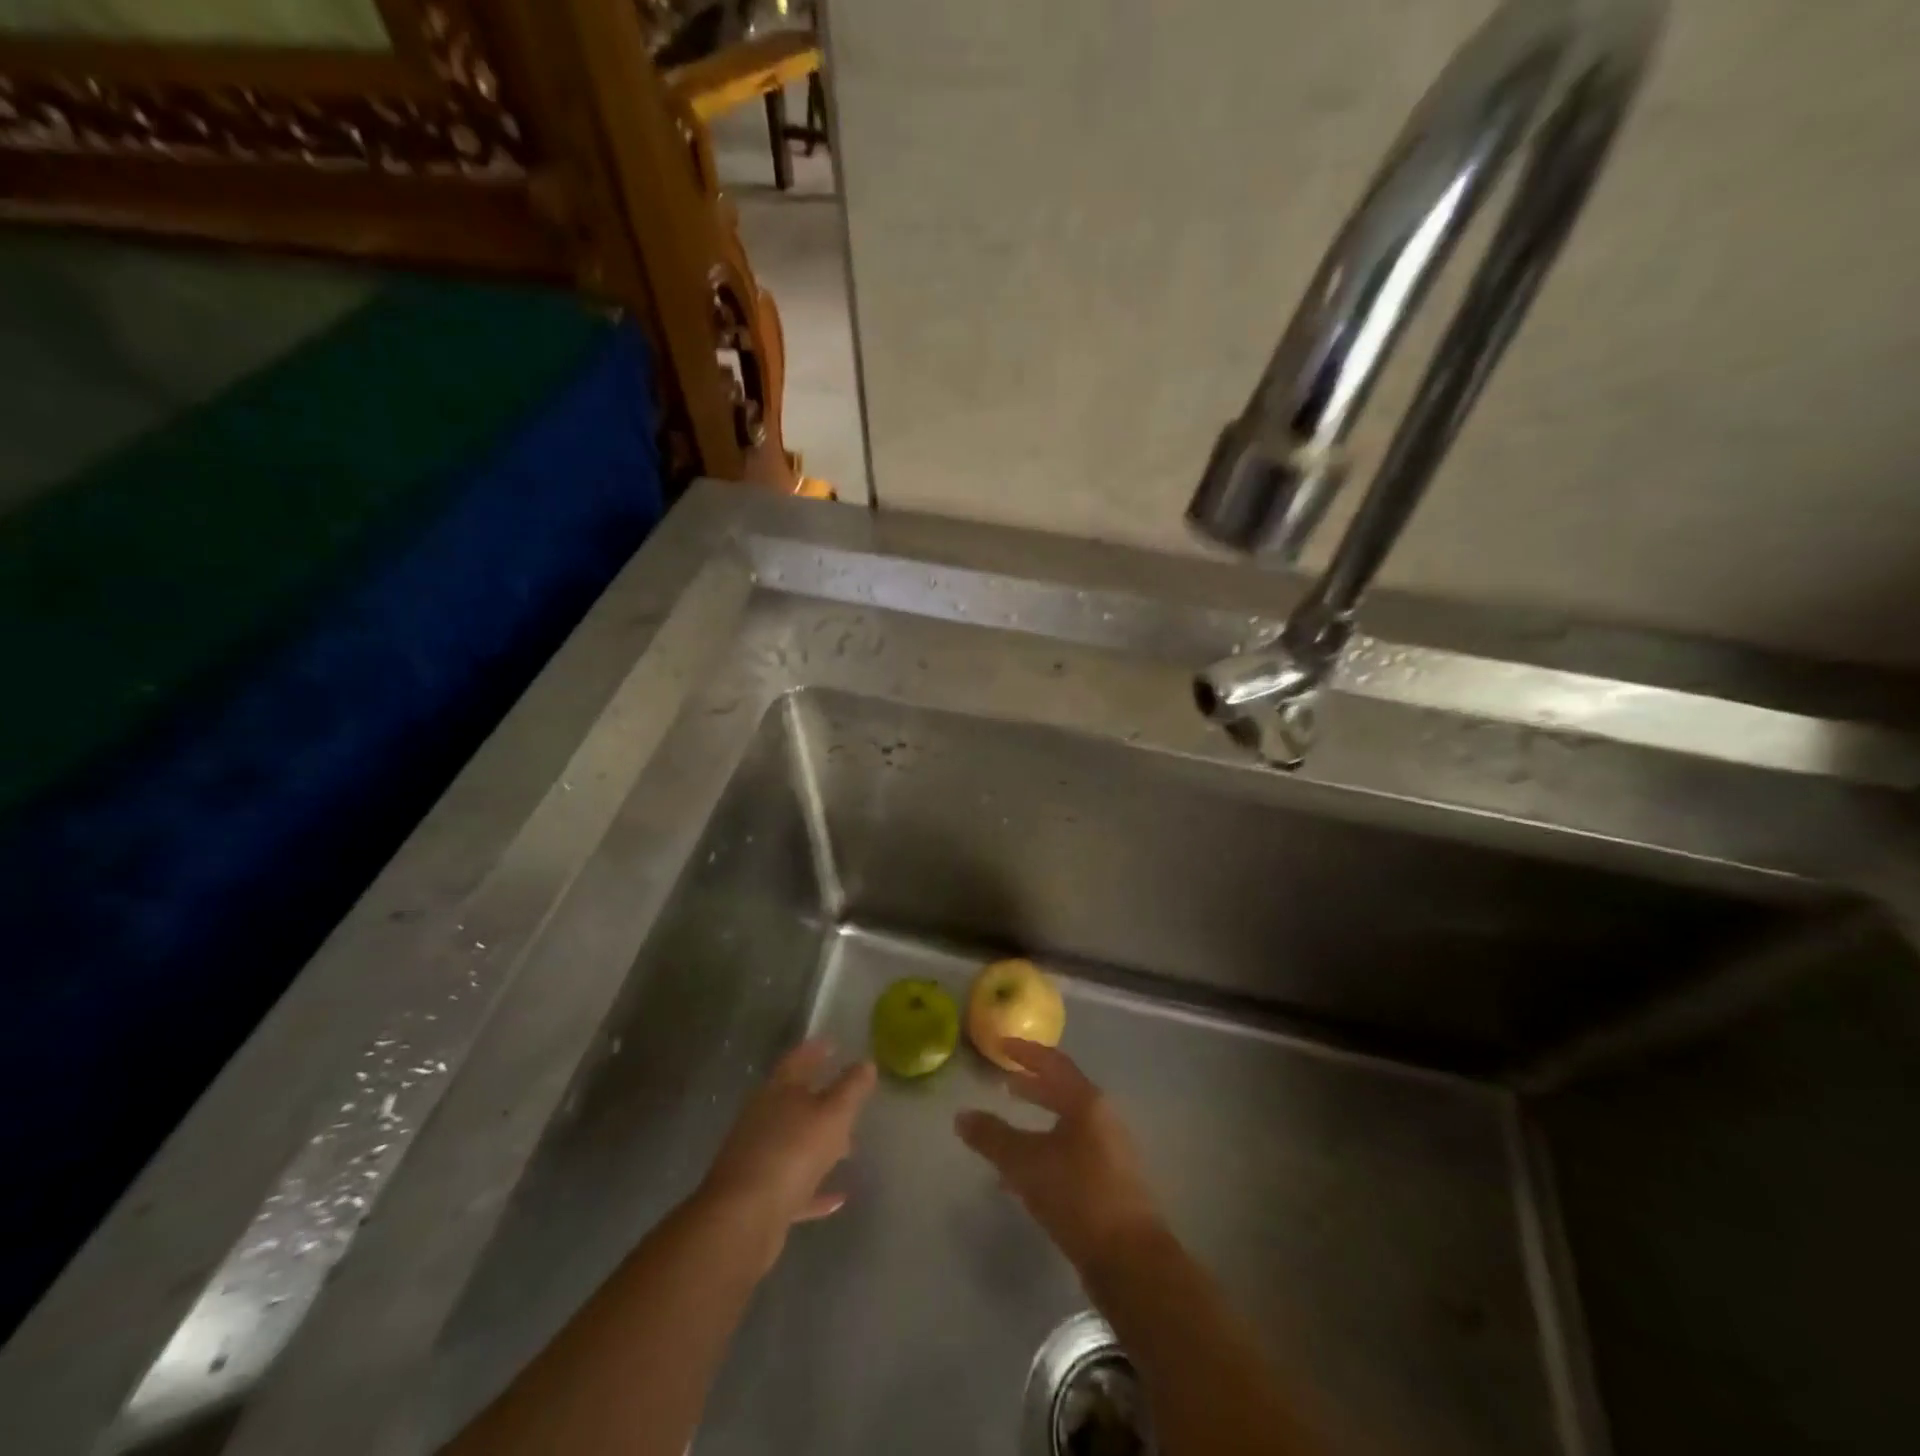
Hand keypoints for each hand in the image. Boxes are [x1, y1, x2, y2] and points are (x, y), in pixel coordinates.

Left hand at [698, 1040, 876, 1257]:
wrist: (743, 1219)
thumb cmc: (792, 1152)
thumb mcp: (833, 1114)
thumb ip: (851, 1088)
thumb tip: (866, 1063)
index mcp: (777, 1091)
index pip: (797, 1060)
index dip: (816, 1050)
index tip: (834, 1045)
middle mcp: (762, 1119)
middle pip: (793, 1101)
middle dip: (821, 1098)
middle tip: (848, 1097)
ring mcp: (757, 1157)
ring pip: (794, 1143)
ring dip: (819, 1143)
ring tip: (850, 1146)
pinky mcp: (759, 1196)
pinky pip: (793, 1185)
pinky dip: (814, 1188)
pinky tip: (838, 1198)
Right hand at [955, 1040, 1164, 1275]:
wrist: (1130, 1260)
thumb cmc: (1077, 1196)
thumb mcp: (1026, 1163)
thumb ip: (992, 1137)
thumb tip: (961, 1116)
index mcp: (1087, 1102)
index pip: (1053, 1063)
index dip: (1026, 1052)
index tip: (1001, 1045)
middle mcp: (1103, 1118)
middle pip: (1064, 1091)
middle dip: (1033, 1085)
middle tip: (1005, 1082)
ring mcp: (1110, 1150)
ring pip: (1068, 1122)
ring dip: (1040, 1117)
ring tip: (1010, 1121)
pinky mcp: (1111, 1180)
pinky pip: (1072, 1149)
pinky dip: (1047, 1146)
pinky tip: (1025, 1171)